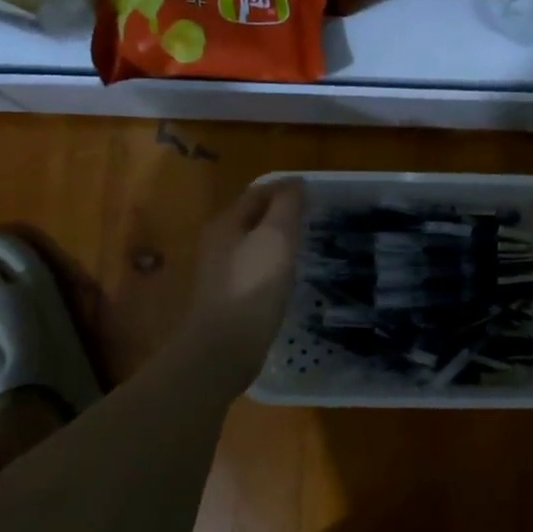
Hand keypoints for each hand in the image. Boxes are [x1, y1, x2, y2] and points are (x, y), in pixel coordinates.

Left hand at [183, 178, 304, 388]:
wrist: (224, 348)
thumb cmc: (253, 286)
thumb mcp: (275, 238)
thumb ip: (286, 206)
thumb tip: (295, 183)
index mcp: (226, 222)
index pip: (258, 192)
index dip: (286, 188)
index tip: (315, 193)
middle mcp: (217, 242)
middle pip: (252, 217)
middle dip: (280, 213)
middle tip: (313, 217)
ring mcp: (220, 271)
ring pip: (252, 243)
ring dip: (276, 239)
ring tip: (305, 244)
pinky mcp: (228, 296)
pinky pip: (253, 268)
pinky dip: (272, 263)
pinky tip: (287, 276)